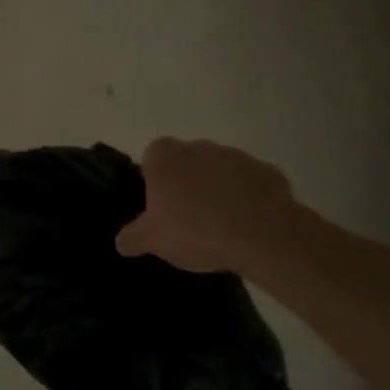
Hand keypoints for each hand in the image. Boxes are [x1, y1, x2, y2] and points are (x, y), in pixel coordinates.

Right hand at [115, 136, 297, 273]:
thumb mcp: (153, 240)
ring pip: (220, 172)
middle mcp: (197, 147)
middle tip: (191, 219)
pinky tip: (250, 226)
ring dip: (220, 190)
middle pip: (187, 163)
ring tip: (224, 227)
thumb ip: (133, 237)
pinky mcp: (268, 172)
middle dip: (188, 184)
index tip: (163, 209)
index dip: (157, 184)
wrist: (261, 236)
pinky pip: (252, 185)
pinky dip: (250, 199)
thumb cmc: (194, 230)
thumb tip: (120, 242)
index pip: (152, 160)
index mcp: (163, 155)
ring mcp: (235, 156)